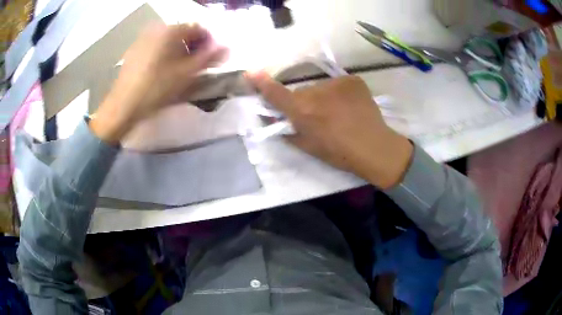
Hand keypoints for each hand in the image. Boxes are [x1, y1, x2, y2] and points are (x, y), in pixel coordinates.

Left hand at [90, 24, 226, 143]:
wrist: (122, 107)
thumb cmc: (156, 89)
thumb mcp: (186, 74)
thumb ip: (209, 58)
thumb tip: (227, 47)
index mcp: (170, 30)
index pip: (198, 28)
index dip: (209, 42)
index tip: (212, 59)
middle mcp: (156, 29)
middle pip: (182, 33)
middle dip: (193, 47)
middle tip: (197, 66)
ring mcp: (143, 40)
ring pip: (168, 41)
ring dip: (179, 51)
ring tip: (180, 70)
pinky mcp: (134, 51)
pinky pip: (156, 48)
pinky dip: (165, 55)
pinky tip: (163, 72)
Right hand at [247, 73, 412, 188]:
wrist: (375, 147)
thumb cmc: (339, 153)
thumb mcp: (308, 147)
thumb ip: (288, 131)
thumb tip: (277, 120)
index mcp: (302, 111)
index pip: (275, 93)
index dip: (261, 83)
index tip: (251, 72)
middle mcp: (316, 92)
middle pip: (302, 92)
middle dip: (304, 102)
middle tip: (318, 117)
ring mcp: (336, 83)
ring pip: (321, 88)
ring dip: (324, 98)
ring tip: (339, 113)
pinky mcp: (353, 80)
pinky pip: (339, 85)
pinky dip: (340, 94)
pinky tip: (350, 106)